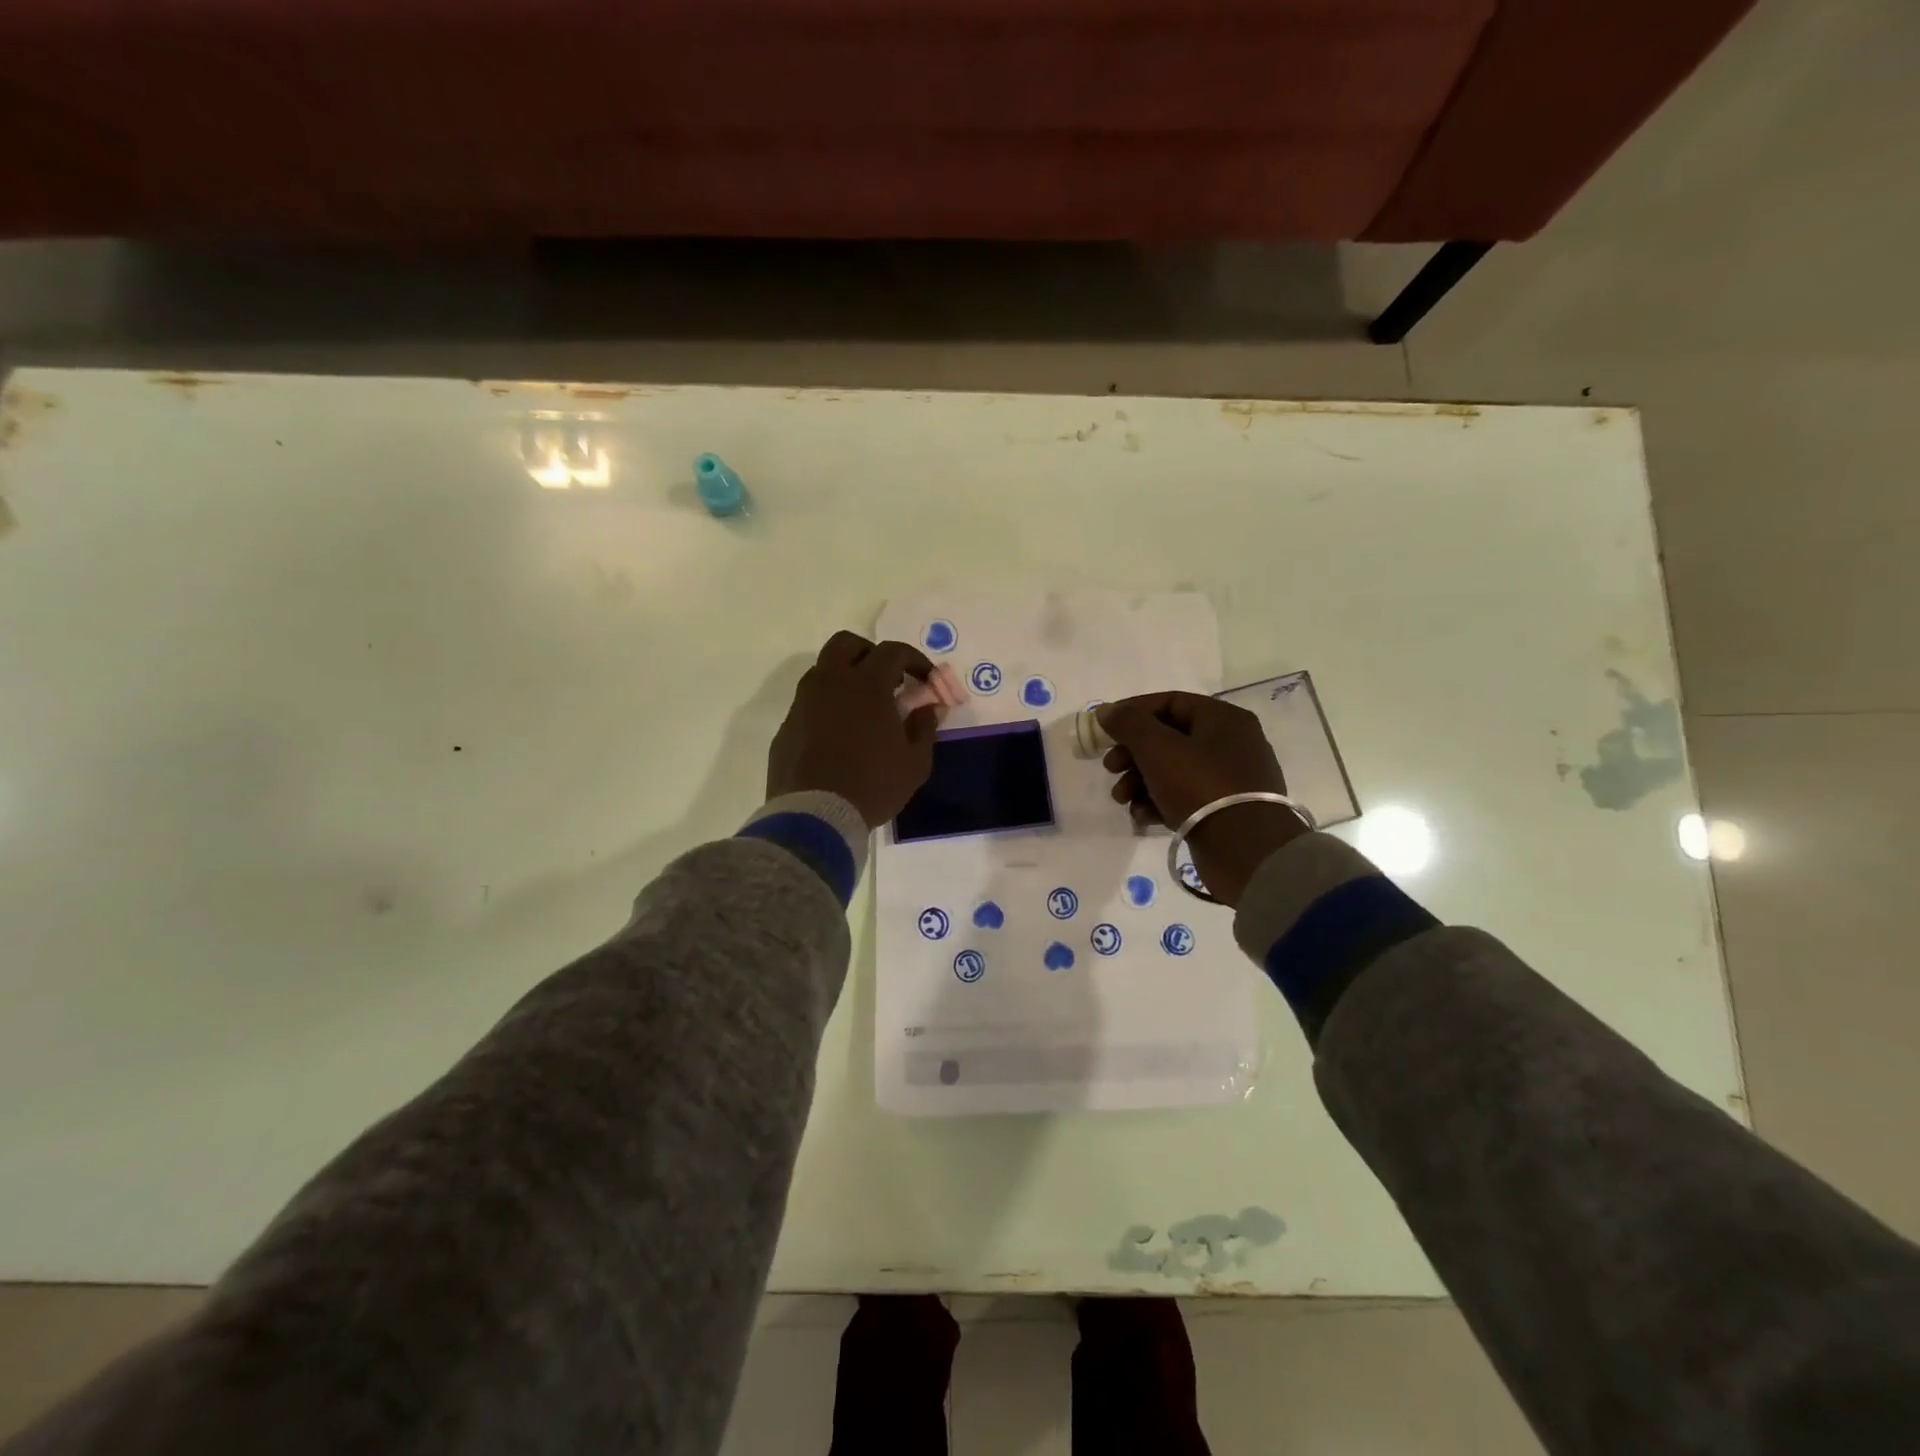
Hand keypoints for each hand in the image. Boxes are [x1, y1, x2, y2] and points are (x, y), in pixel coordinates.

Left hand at [767, 632, 940, 826]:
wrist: (815, 816)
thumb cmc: (873, 786)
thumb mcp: (914, 763)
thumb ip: (925, 727)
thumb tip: (930, 707)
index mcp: (866, 685)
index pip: (892, 652)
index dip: (914, 659)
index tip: (925, 678)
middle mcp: (830, 683)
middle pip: (846, 644)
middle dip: (870, 653)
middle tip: (888, 679)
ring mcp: (803, 703)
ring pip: (823, 670)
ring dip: (845, 676)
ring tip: (863, 707)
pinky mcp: (787, 726)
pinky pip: (809, 702)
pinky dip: (827, 705)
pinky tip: (839, 733)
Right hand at [1097, 692, 1307, 907]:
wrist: (1245, 851)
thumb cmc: (1200, 786)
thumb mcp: (1157, 748)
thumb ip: (1129, 724)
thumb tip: (1106, 711)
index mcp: (1224, 719)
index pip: (1170, 702)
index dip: (1133, 713)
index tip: (1104, 731)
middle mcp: (1231, 744)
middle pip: (1168, 738)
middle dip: (1133, 754)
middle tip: (1110, 769)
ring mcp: (1230, 779)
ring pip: (1173, 770)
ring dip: (1140, 782)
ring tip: (1121, 799)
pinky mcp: (1225, 810)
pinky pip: (1185, 797)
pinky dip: (1159, 803)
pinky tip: (1143, 817)